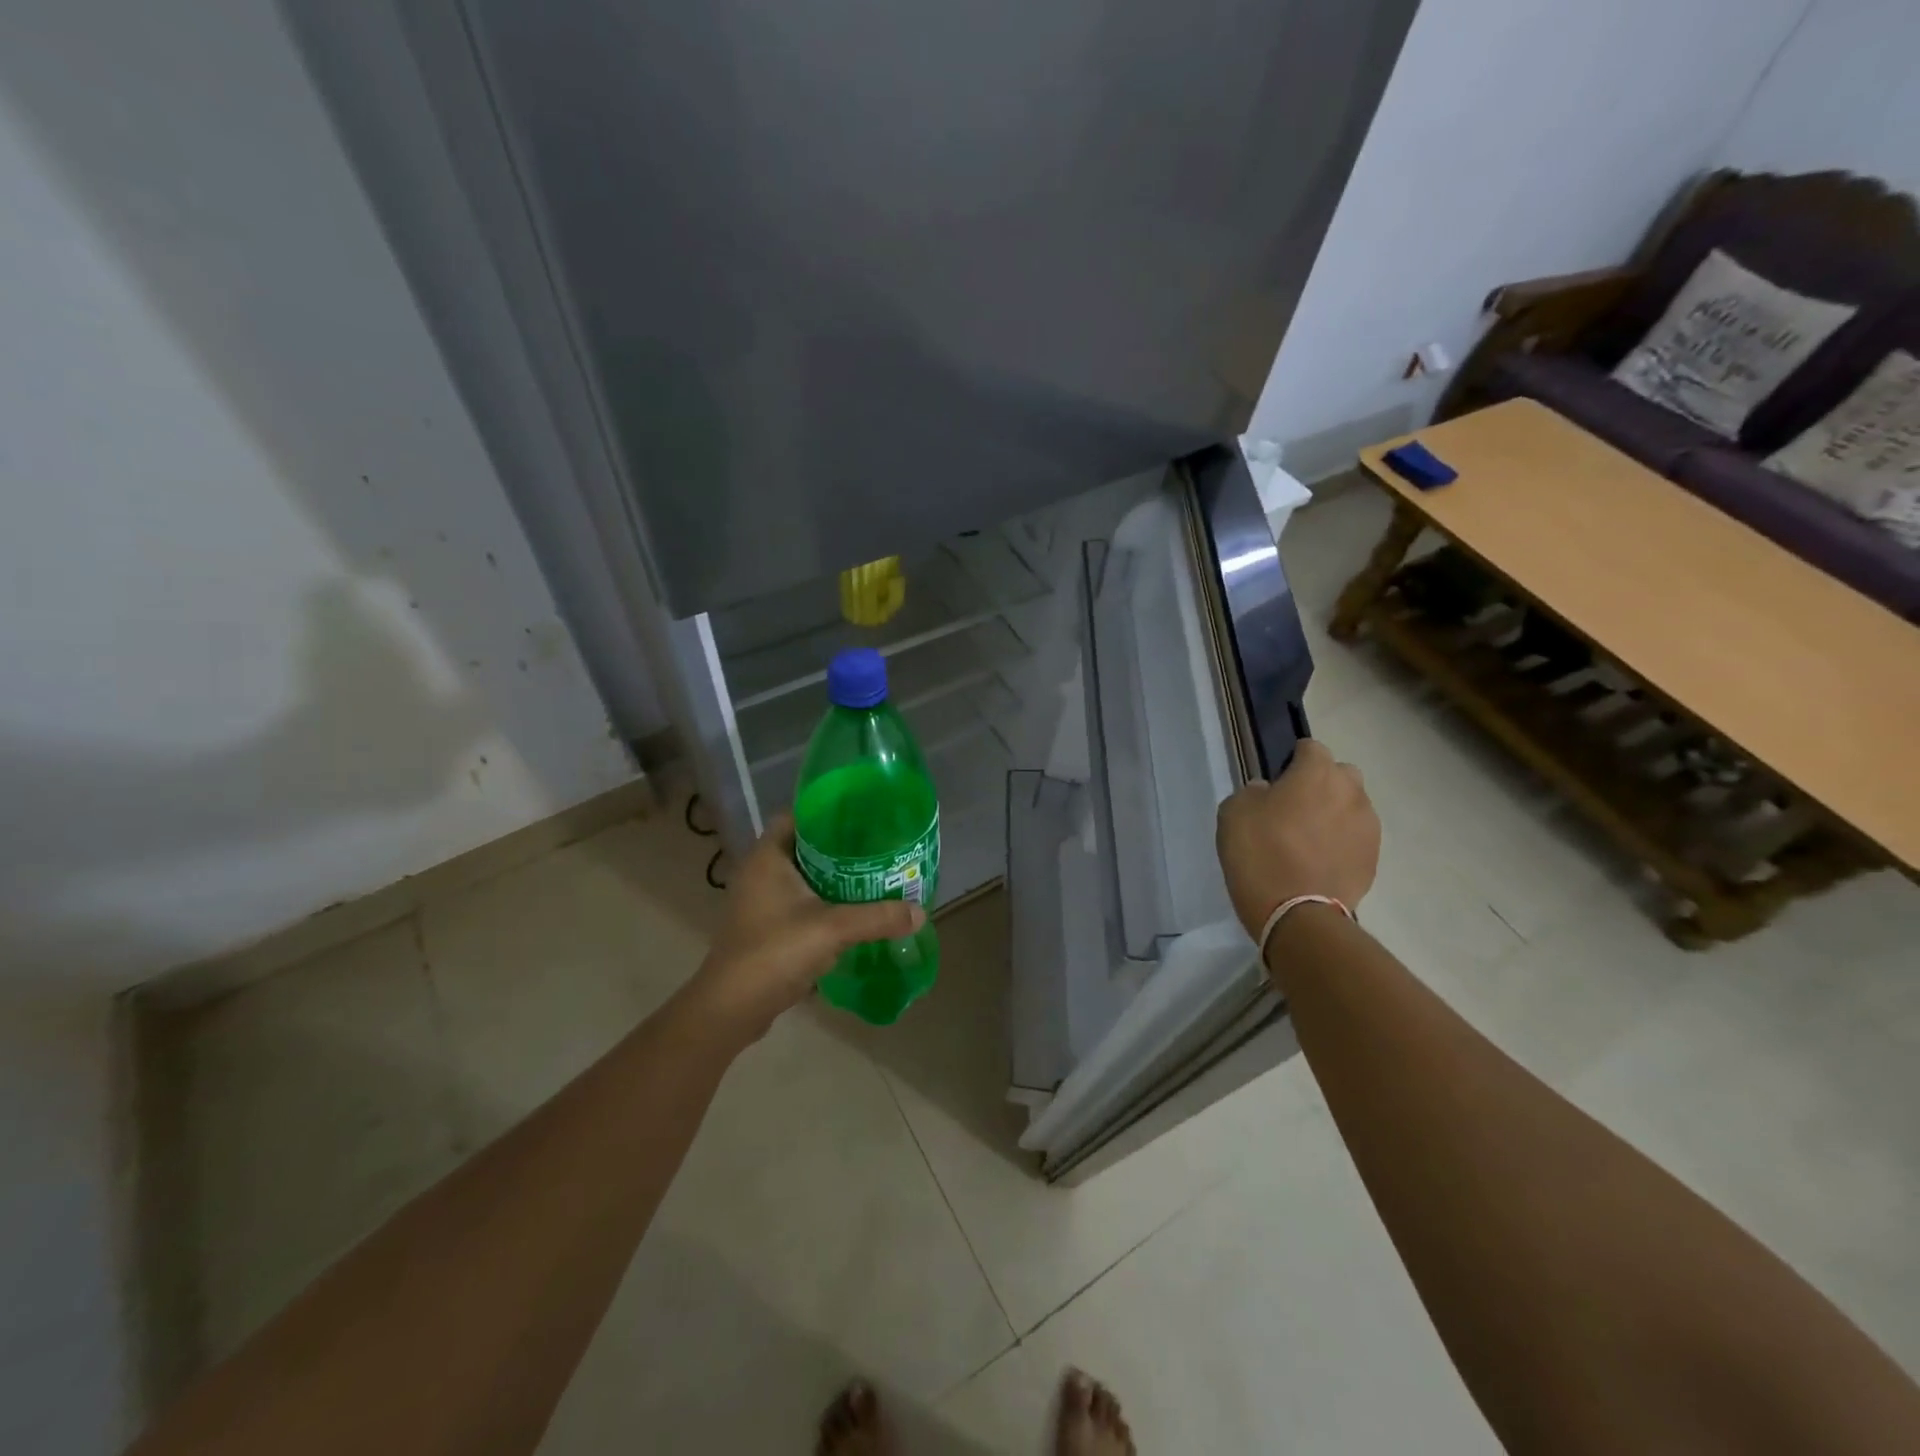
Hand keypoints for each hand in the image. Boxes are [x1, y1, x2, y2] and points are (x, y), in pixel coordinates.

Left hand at [687, 812, 924, 1038]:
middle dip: (838, 848)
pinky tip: (853, 912)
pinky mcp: (765, 928)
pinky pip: (799, 904)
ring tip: (872, 877)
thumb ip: (877, 917)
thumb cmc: (775, 951)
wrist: (732, 1008)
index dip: (827, 813)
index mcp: (767, 857)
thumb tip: (921, 912)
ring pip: (803, 878)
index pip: (796, 817)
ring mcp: (759, 903)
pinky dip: (823, 903)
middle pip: (803, 847)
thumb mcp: (832, 929)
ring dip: (833, 878)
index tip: (861, 818)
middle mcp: (760, 873)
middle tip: (876, 848)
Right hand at [1215, 739, 1379, 941]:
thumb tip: (1269, 792)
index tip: (1277, 781)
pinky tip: (1319, 861)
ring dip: (1334, 813)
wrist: (1297, 913)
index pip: (1310, 748)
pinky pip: (1356, 838)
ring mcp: (1368, 826)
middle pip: (1340, 774)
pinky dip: (1341, 842)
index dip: (1292, 761)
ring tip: (1309, 839)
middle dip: (1322, 784)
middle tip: (1295, 808)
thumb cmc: (1259, 853)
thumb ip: (1253, 792)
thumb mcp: (1234, 812)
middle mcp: (1351, 791)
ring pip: (1352, 806)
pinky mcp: (1374, 858)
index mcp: (1317, 772)